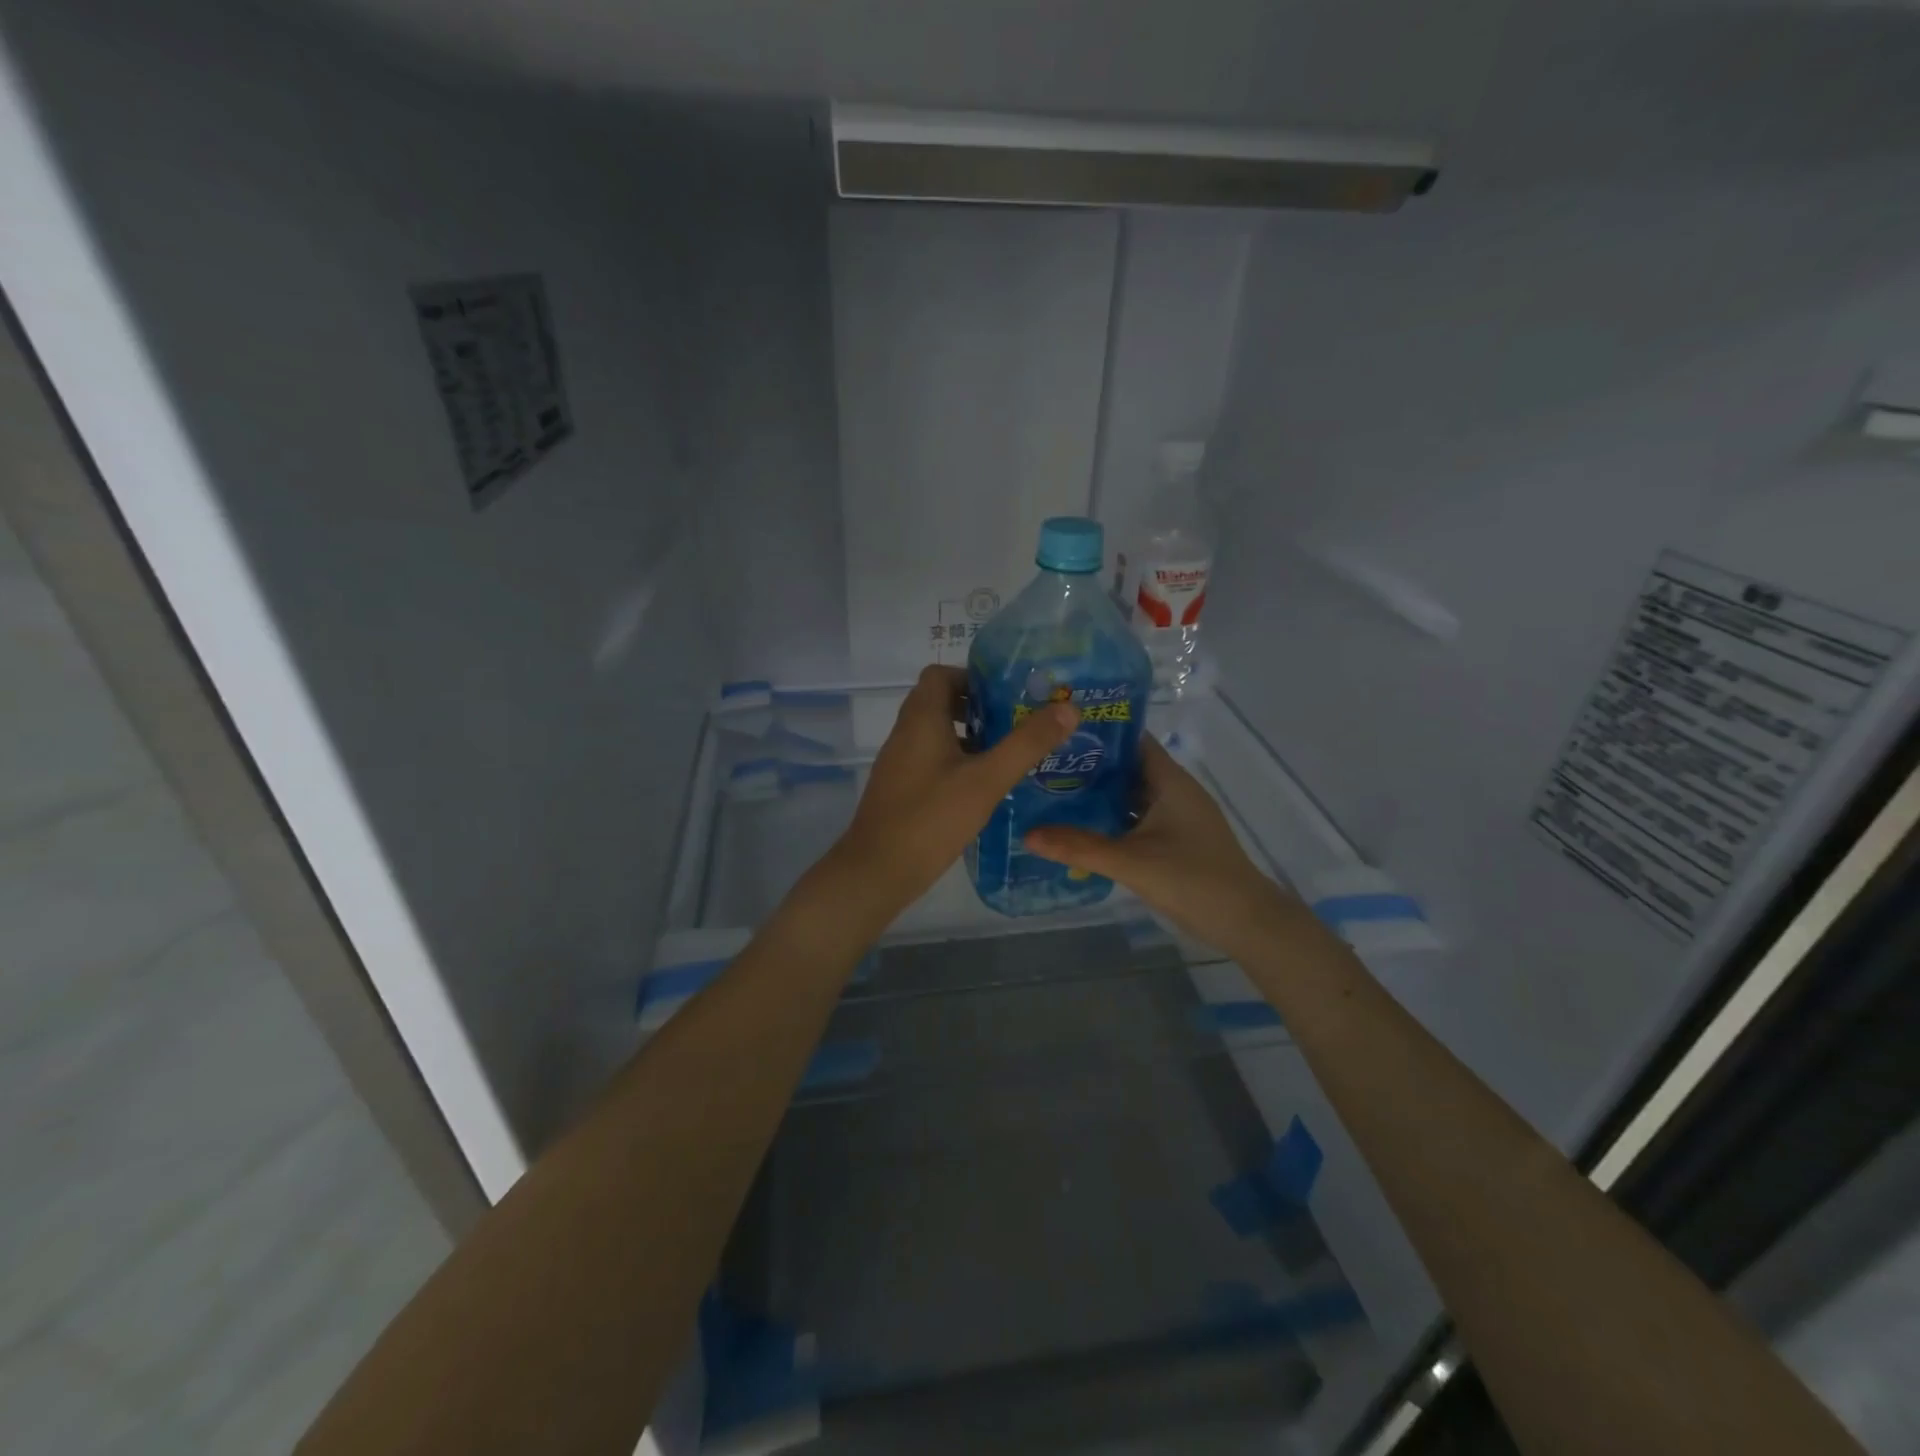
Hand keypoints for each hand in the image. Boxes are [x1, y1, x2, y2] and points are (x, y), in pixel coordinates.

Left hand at [825, 666, 1078, 922]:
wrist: (877, 871)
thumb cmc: (931, 818)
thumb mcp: (986, 780)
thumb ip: (1027, 744)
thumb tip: (1068, 707)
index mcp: (921, 719)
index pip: (940, 674)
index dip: (973, 677)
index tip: (1008, 695)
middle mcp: (905, 733)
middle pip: (940, 702)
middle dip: (978, 708)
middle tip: (1017, 724)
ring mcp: (899, 763)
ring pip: (936, 733)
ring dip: (970, 736)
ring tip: (1008, 754)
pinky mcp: (900, 789)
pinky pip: (931, 759)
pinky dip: (957, 761)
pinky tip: (983, 787)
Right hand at [1025, 735, 1297, 958]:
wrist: (1246, 922)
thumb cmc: (1193, 880)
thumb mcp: (1131, 862)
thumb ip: (1079, 847)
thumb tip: (1027, 834)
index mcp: (1170, 781)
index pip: (1132, 740)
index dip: (1099, 733)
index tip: (1058, 731)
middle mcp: (1174, 791)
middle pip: (1127, 767)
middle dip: (1089, 766)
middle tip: (1044, 764)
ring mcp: (1177, 816)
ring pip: (1131, 795)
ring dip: (1099, 795)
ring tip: (1053, 791)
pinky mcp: (1176, 839)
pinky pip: (1137, 819)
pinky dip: (1112, 819)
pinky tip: (1082, 828)